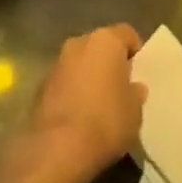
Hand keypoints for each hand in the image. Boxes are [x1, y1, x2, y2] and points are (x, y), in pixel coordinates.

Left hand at [24, 25, 145, 182]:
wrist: (57, 148)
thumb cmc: (105, 121)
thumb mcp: (135, 111)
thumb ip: (135, 93)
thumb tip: (133, 87)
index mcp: (106, 40)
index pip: (127, 34)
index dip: (137, 52)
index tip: (141, 73)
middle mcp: (78, 43)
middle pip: (101, 46)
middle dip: (110, 63)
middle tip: (121, 88)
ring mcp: (56, 63)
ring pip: (80, 64)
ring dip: (89, 77)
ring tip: (100, 106)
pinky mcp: (40, 86)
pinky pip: (65, 82)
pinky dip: (73, 93)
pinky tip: (80, 117)